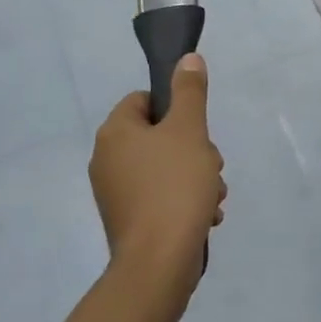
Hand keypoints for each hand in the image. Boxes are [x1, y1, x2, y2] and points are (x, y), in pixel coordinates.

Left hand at [90, 53, 225, 313]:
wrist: (159, 263)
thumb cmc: (174, 186)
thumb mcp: (190, 130)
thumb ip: (190, 91)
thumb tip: (187, 58)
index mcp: (115, 132)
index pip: (144, 99)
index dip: (176, 108)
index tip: (197, 130)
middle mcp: (107, 159)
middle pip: (159, 135)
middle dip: (194, 149)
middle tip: (211, 166)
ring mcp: (115, 193)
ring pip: (165, 168)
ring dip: (195, 177)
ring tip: (213, 197)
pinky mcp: (128, 221)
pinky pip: (160, 197)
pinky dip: (184, 201)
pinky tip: (206, 216)